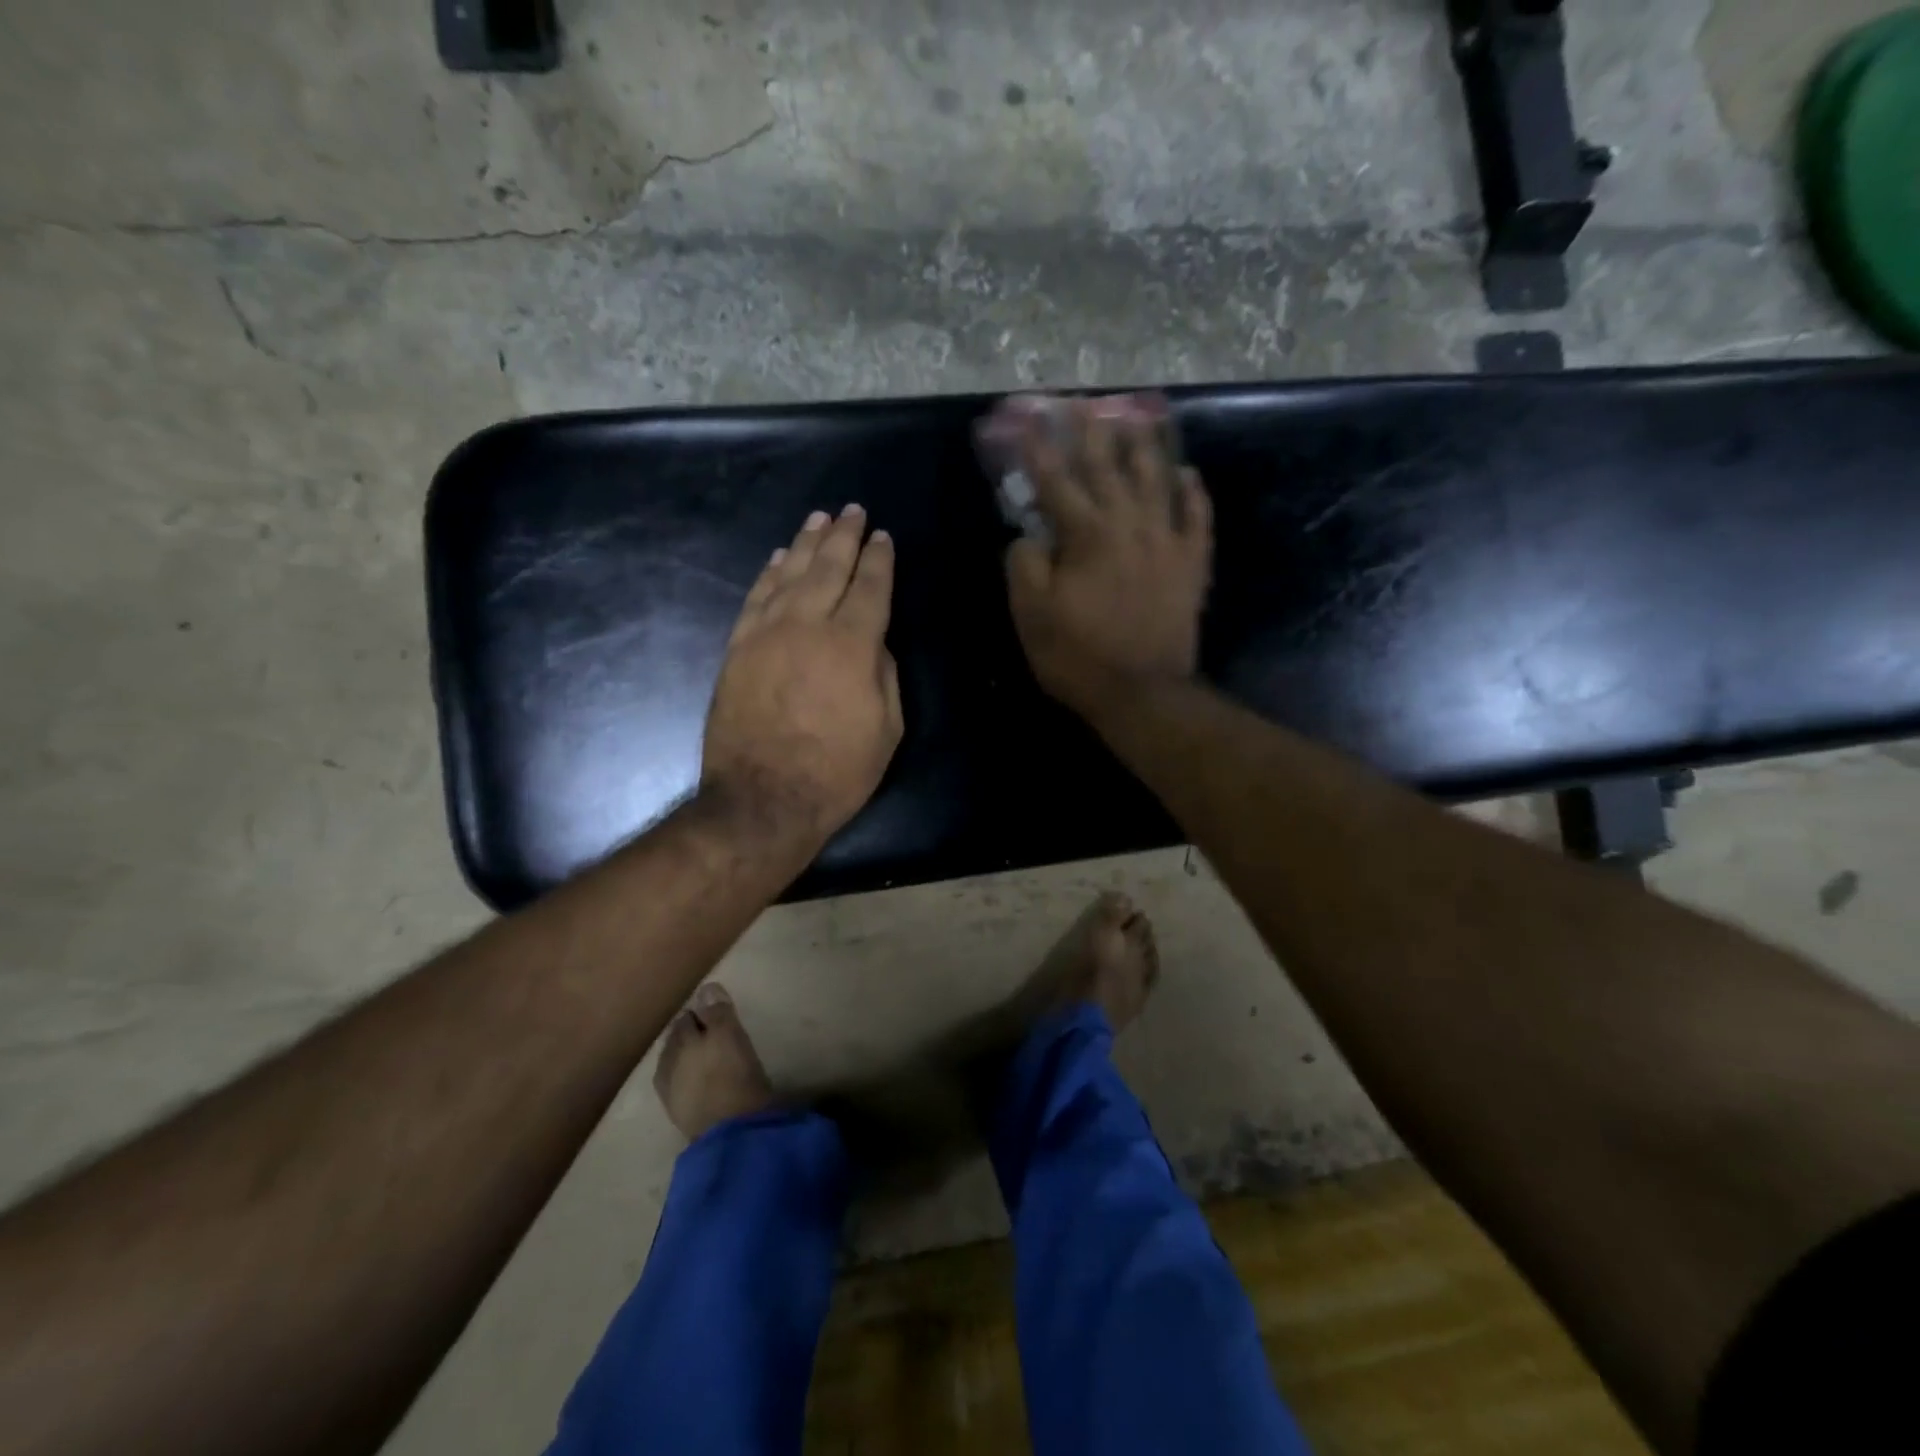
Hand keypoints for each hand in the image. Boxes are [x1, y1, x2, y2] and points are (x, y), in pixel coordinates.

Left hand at [701, 505, 902, 854]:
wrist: (762, 800)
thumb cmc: (837, 772)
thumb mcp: (887, 729)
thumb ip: (884, 674)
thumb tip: (873, 641)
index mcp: (852, 645)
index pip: (870, 587)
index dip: (879, 560)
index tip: (883, 537)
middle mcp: (807, 625)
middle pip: (828, 568)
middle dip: (844, 537)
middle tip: (853, 511)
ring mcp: (766, 633)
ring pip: (789, 574)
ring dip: (806, 543)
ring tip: (819, 519)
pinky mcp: (737, 648)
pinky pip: (756, 598)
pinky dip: (769, 574)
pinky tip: (779, 558)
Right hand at [1003, 395, 1213, 719]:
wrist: (1142, 693)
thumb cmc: (1078, 656)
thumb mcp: (1031, 615)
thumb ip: (1024, 565)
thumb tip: (1028, 535)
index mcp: (1087, 535)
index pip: (1057, 482)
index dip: (1040, 450)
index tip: (1030, 419)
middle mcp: (1130, 525)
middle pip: (1109, 468)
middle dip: (1092, 434)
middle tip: (1084, 404)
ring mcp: (1167, 542)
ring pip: (1157, 481)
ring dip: (1146, 447)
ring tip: (1139, 419)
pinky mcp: (1191, 566)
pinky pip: (1197, 518)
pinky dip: (1193, 494)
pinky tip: (1189, 474)